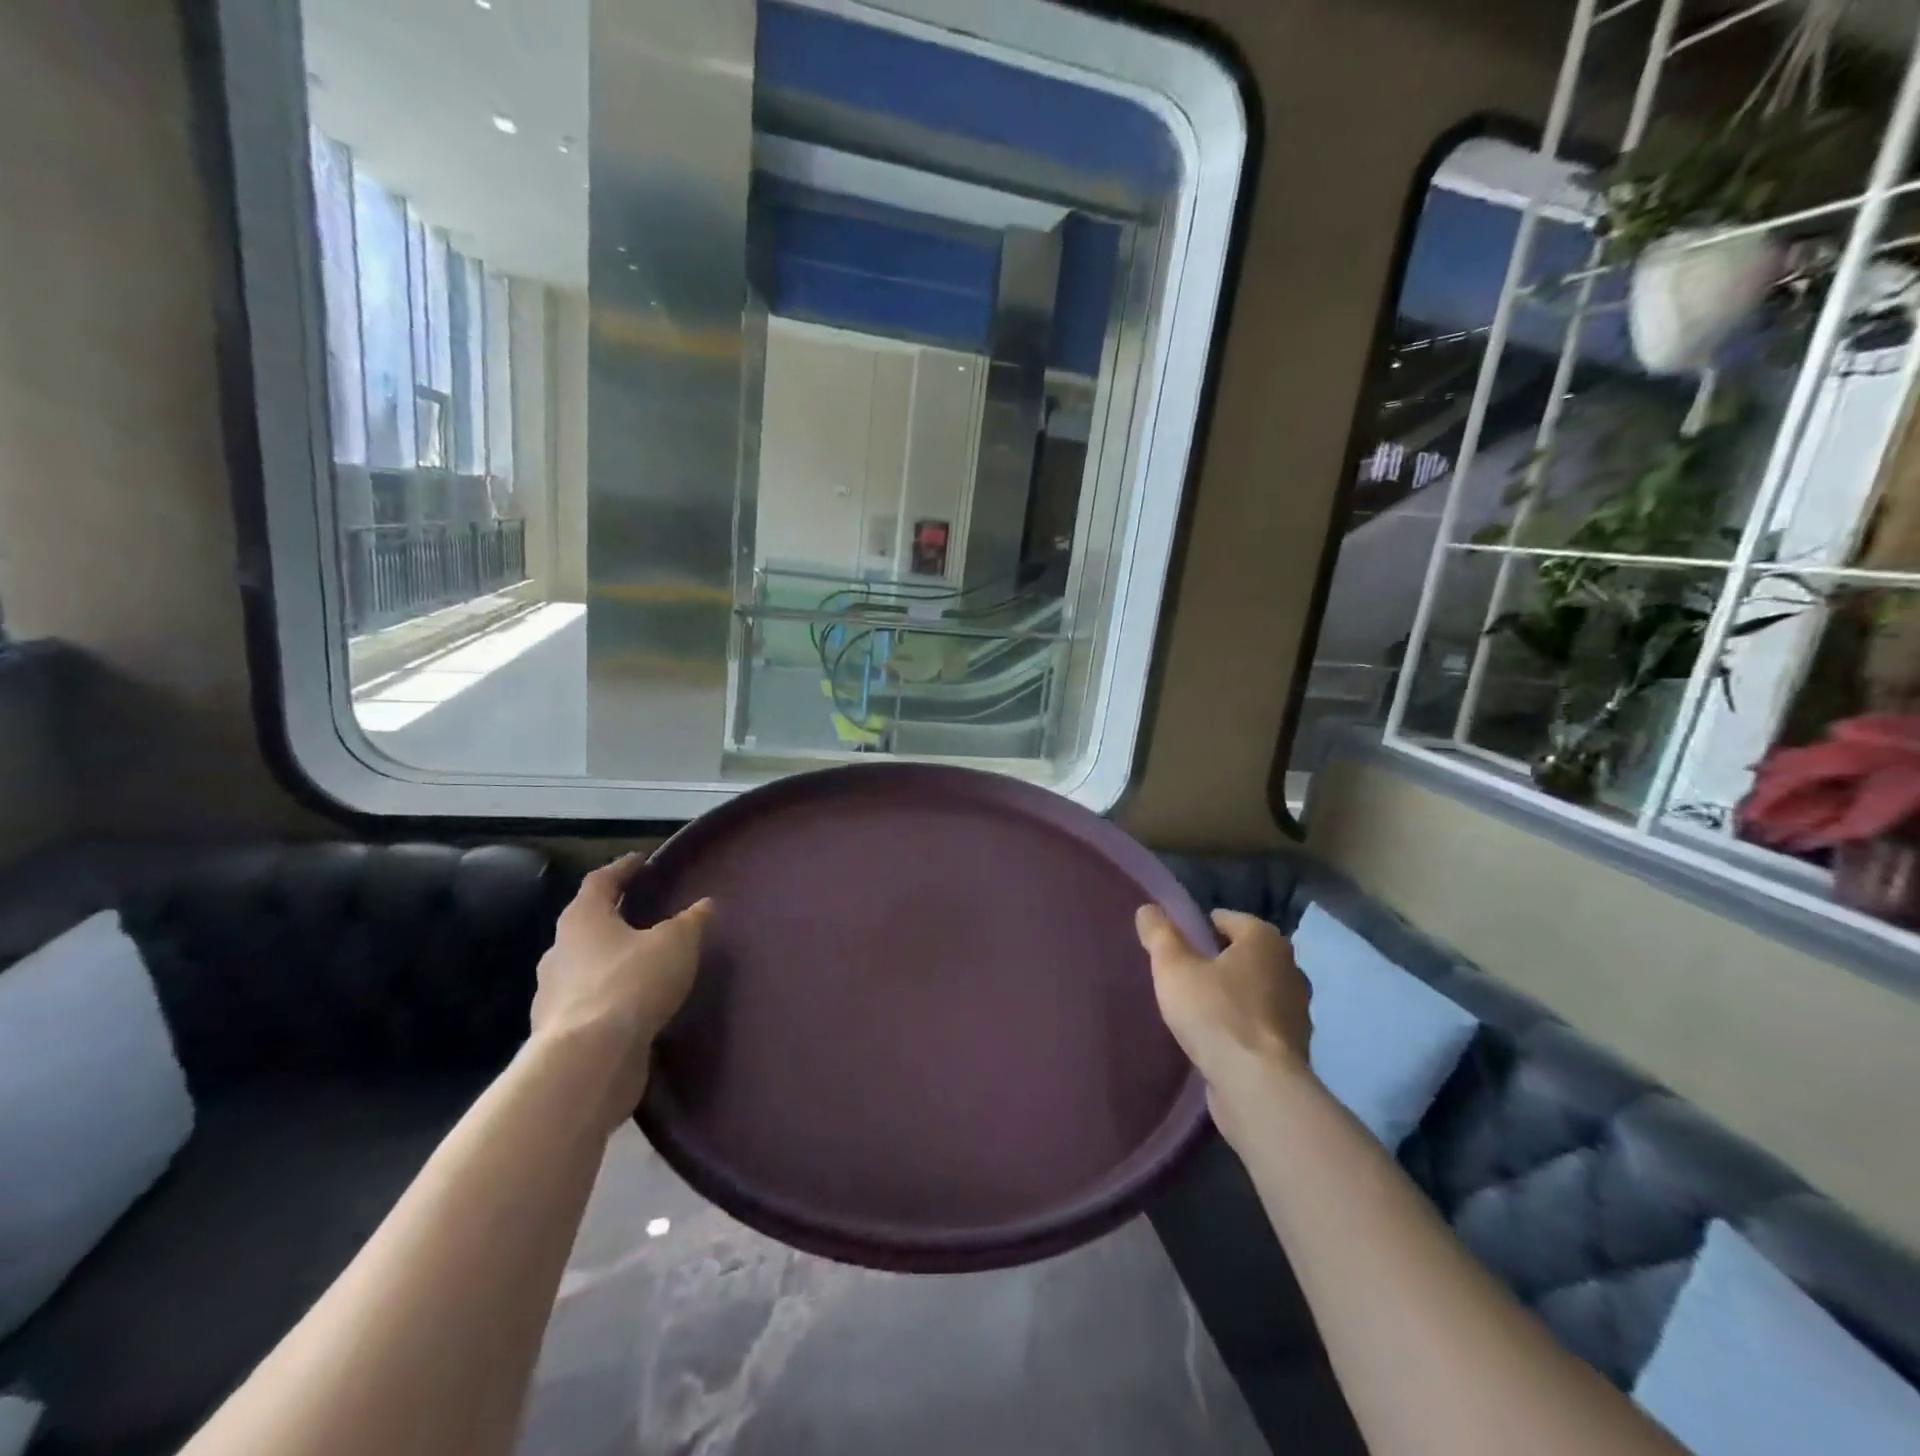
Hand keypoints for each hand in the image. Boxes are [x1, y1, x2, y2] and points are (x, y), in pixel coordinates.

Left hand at [531, 854, 711, 1125]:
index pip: (600, 881)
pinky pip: (588, 1004)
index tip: (641, 861)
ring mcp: (552, 995)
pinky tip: (633, 1007)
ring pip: (584, 967)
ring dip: (610, 962)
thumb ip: (691, 921)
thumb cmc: (631, 983)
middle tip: (645, 916)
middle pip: (587, 924)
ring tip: (643, 965)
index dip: (623, 868)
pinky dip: (609, 999)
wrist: (588, 1061)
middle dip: (614, 919)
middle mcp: (559, 951)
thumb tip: (703, 905)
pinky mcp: (558, 1033)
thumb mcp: (676, 944)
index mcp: (582, 919)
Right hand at [1136, 906, 1312, 1144]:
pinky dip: (1242, 1026)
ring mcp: (1298, 1009)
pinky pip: (1260, 1024)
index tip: (1174, 950)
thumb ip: (1159, 934)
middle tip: (1182, 978)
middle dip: (1215, 963)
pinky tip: (1217, 1040)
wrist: (1259, 1088)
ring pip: (1254, 990)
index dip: (1196, 930)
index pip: (1224, 919)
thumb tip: (1148, 908)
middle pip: (1242, 954)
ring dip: (1230, 996)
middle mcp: (1290, 967)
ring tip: (1196, 1011)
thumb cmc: (1215, 1014)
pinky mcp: (1295, 1047)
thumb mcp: (1173, 967)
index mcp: (1265, 939)